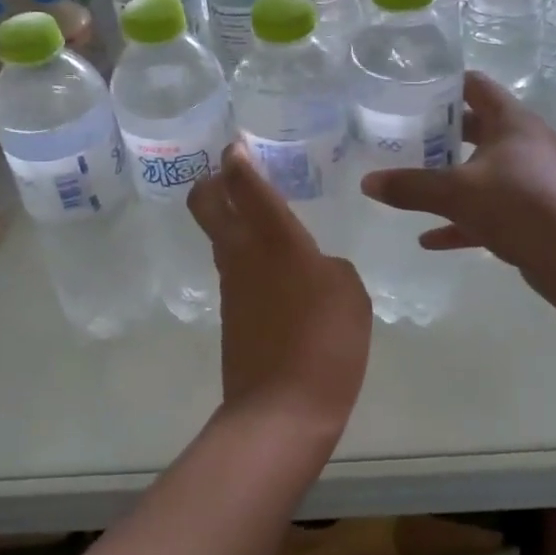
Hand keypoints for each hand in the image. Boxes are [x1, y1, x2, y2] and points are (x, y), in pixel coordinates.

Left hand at [188, 142, 371, 444]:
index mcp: (274, 238)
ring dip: (233, 222)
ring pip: (219, 237)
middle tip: (235, 175)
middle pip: (205, 203)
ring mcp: (230, 285)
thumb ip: (329, 267)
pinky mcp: (230, 315)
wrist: (281, 409)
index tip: (237, 145)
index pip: (244, 184)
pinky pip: (235, 272)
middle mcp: (242, 253)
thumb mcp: (350, 293)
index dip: (237, 158)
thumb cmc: (326, 342)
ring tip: (269, 224)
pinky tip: (279, 274)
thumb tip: (311, 269)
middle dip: (213, 182)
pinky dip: (248, 260)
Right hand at [360, 72, 555, 286]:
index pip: (476, 86)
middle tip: (404, 138)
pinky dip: (462, 220)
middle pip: (477, 129)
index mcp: (511, 121)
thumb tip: (366, 183)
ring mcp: (532, 179)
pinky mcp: (534, 213)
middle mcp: (525, 143)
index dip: (445, 85)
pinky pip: (490, 210)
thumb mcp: (455, 192)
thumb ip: (410, 186)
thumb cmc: (518, 204)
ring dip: (451, 179)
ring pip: (483, 171)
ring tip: (413, 184)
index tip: (411, 91)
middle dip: (441, 136)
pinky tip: (430, 239)